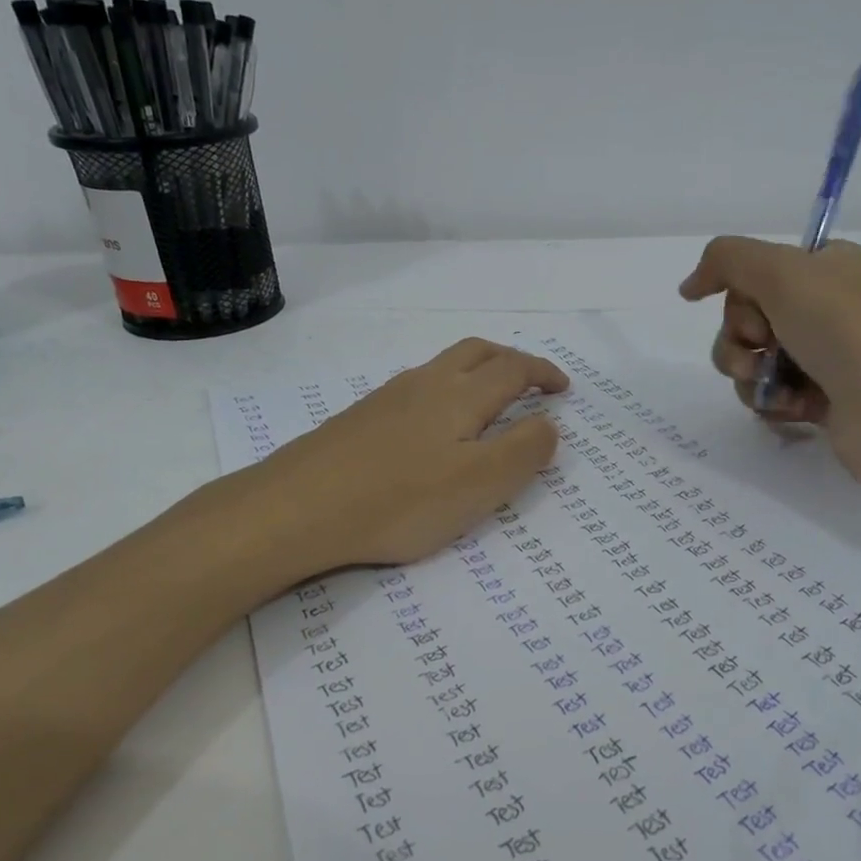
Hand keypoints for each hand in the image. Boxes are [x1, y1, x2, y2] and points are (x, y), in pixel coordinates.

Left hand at [234, 339, 566, 570]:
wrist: (297, 508)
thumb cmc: (400, 500)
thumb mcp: (480, 484)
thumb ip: (524, 451)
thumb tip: (548, 422)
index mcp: (461, 396)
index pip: (513, 368)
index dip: (543, 373)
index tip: (563, 388)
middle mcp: (425, 384)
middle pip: (476, 352)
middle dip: (510, 361)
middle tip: (530, 384)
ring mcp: (387, 398)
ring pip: (442, 368)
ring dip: (475, 373)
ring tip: (486, 406)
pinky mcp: (359, 419)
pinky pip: (414, 390)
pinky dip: (442, 394)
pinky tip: (432, 430)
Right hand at [679, 236, 860, 486]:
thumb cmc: (842, 329)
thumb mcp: (781, 272)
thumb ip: (726, 261)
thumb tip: (688, 287)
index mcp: (823, 269)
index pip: (752, 277)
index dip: (741, 298)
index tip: (759, 311)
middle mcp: (821, 309)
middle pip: (743, 323)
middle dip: (739, 342)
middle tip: (766, 350)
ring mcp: (820, 358)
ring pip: (749, 365)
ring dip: (751, 378)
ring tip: (779, 389)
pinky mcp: (818, 402)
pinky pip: (768, 399)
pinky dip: (772, 404)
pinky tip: (795, 410)